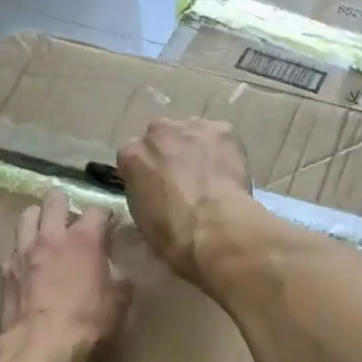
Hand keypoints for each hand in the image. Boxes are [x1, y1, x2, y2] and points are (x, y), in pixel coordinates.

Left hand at [0, 190, 129, 361]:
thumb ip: (120, 282)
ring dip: (38, 218)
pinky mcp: (6, 270)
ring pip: (27, 216)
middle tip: (70, 215)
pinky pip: (14, 250)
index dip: (105, 215)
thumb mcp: (118, 303)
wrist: (40, 344)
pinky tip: (28, 265)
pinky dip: (22, 253)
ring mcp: (24, 251)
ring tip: (44, 229)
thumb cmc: (86, 321)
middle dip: (64, 202)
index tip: (109, 223)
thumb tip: (122, 277)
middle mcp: (52, 236)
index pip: (97, 211)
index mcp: (85, 239)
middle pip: (55, 200)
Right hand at [116, 119, 253, 283]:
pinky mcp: (222, 130)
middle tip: (185, 179)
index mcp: (131, 155)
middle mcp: (157, 132)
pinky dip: (224, 151)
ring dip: (198, 149)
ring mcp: (191, 128)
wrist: (213, 227)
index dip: (147, 171)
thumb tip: (155, 192)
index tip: (157, 186)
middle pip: (162, 137)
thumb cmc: (172, 233)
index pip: (134, 156)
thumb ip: (144, 192)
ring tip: (211, 176)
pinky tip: (230, 172)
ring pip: (193, 134)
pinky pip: (221, 137)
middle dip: (171, 153)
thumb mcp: (142, 217)